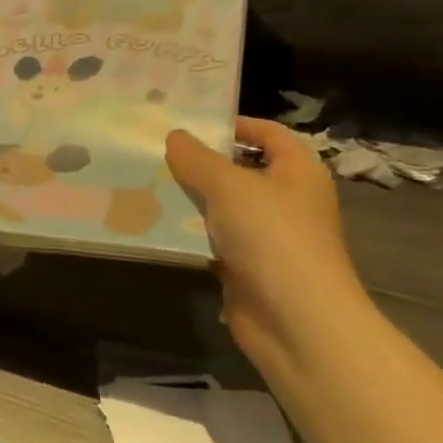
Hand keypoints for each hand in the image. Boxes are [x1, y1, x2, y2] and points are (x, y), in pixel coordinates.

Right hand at [165, 119, 378, 385]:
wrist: (296, 320)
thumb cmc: (273, 238)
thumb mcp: (231, 187)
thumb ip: (199, 159)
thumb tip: (174, 136)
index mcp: (297, 172)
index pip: (269, 134)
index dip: (236, 125)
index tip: (193, 122)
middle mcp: (286, 200)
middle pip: (240, 170)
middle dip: (200, 162)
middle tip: (155, 151)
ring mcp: (266, 236)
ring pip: (221, 207)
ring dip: (189, 199)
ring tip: (145, 183)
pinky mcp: (246, 266)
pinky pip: (212, 239)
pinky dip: (189, 233)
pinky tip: (155, 224)